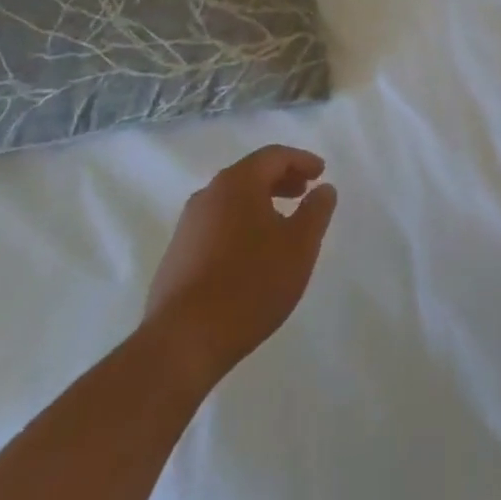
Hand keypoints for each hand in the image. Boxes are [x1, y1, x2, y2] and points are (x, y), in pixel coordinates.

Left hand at [143, 145, 337, 391]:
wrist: (182, 343)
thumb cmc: (249, 284)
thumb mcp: (299, 246)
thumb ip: (316, 211)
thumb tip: (324, 189)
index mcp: (237, 182)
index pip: (274, 156)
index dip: (301, 160)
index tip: (321, 172)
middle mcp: (208, 194)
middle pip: (250, 175)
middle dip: (280, 180)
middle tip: (303, 192)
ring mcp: (187, 226)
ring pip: (231, 202)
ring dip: (259, 205)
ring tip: (280, 225)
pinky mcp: (175, 257)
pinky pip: (215, 227)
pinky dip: (239, 227)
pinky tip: (249, 255)